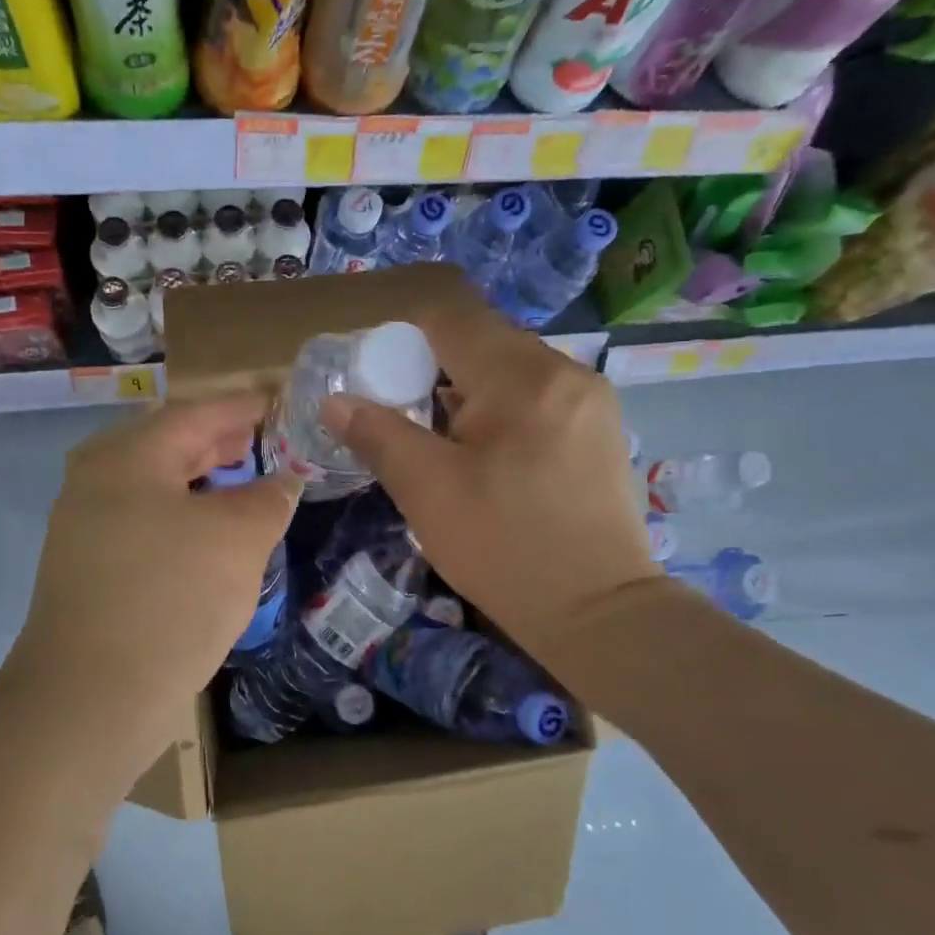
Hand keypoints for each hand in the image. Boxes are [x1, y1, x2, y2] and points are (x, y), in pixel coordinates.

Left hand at [0, 393, 299, 755]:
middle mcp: (96, 482)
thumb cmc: (171, 598)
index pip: (194, 414)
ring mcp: (85, 528)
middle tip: (261, 440)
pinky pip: (143, 523)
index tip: (275, 402)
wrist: (91, 698)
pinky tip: (209, 537)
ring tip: (242, 484)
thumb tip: (283, 482)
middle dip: (217, 442)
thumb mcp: (237, 540)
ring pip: (154, 487)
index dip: (240, 407)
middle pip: (167, 446)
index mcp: (127, 457)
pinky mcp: (88, 570)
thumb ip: (267, 500)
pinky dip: (181, 518)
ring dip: (200, 483)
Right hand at [321, 296, 657, 672]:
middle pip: (482, 341)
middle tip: (403, 419)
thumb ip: (378, 435)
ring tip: (443, 445)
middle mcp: (565, 371)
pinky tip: (489, 459)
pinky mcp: (600, 430)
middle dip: (433, 371)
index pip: (450, 320)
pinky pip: (537, 397)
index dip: (402, 339)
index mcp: (522, 376)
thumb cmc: (505, 548)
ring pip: (510, 371)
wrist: (599, 614)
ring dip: (468, 394)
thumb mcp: (428, 491)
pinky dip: (501, 412)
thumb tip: (335, 400)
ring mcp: (591, 400)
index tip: (378, 381)